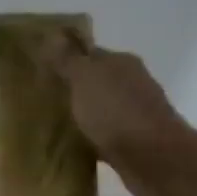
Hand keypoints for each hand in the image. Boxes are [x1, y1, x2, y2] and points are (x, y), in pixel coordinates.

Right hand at [36, 35, 196, 195]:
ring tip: (54, 125)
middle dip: (73, 90)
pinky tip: (75, 147)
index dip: (66, 60)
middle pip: (96, 82)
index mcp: (122, 63)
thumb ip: (68, 59)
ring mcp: (136, 115)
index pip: (89, 53)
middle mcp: (132, 85)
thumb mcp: (85, 78)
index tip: (40, 71)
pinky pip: (106, 137)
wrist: (155, 160)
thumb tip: (53, 34)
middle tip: (42, 99)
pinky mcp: (135, 145)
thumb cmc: (117, 112)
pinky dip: (92, 139)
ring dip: (84, 116)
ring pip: (101, 110)